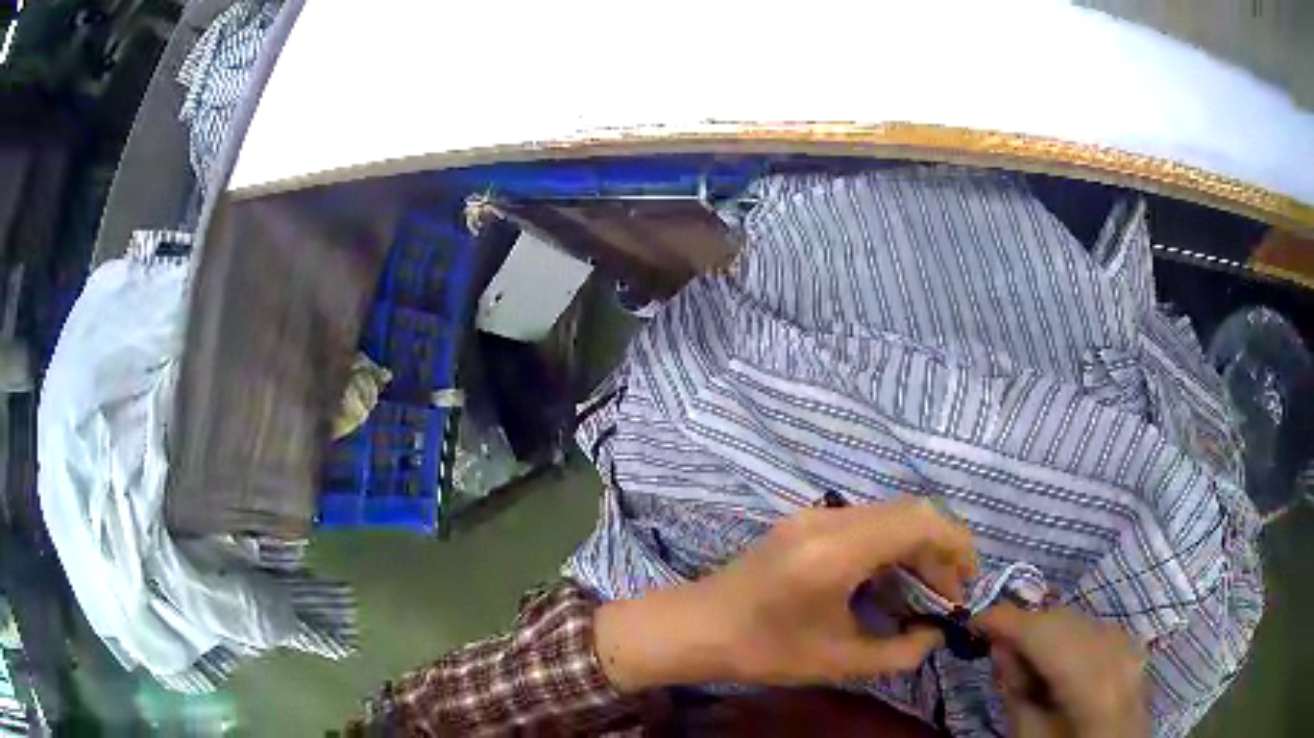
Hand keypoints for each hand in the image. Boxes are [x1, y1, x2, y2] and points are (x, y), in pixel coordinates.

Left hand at [595, 498, 975, 691]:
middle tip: (949, 593)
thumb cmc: (762, 650)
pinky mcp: (804, 522)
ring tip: (926, 592)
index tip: (969, 582)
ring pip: (888, 515)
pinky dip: (890, 546)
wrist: (695, 628)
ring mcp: (813, 515)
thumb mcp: (837, 661)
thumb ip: (899, 652)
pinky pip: (865, 522)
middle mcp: (829, 519)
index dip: (956, 545)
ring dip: (915, 547)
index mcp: (837, 549)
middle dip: (940, 549)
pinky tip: (889, 583)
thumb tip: (936, 634)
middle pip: (908, 512)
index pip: (919, 521)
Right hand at [974, 605, 1147, 737]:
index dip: (1008, 621)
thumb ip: (1015, 692)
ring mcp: (1131, 649)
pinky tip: (1059, 662)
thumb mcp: (1027, 736)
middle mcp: (1116, 653)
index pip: (1045, 633)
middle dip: (1028, 627)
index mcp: (1090, 682)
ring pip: (1082, 620)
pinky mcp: (1135, 651)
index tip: (974, 619)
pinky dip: (1073, 638)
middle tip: (998, 648)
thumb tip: (1001, 646)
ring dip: (1049, 632)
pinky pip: (1098, 630)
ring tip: (1028, 663)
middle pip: (1066, 620)